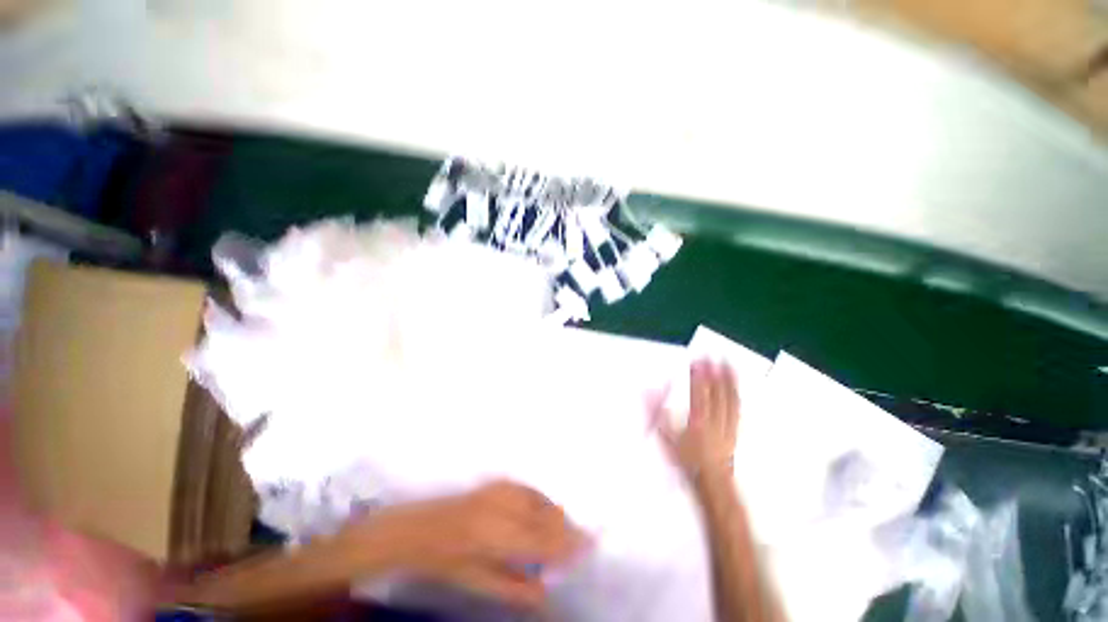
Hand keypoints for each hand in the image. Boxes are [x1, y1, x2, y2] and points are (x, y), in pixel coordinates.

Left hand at [352, 481, 586, 606]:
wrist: (423, 528)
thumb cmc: (448, 562)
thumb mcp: (479, 583)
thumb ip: (515, 588)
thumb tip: (546, 591)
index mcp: (499, 537)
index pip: (545, 540)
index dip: (569, 542)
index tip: (589, 544)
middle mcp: (504, 508)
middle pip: (547, 516)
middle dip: (566, 528)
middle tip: (579, 540)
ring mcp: (501, 490)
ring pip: (540, 500)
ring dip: (554, 514)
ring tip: (559, 530)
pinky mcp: (498, 482)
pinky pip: (529, 490)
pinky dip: (540, 502)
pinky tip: (540, 511)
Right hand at [655, 360, 739, 483]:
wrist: (710, 482)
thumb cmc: (687, 461)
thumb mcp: (666, 438)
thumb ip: (656, 414)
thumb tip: (648, 393)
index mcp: (698, 422)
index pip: (699, 393)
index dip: (698, 376)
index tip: (697, 361)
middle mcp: (715, 422)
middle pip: (717, 394)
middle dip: (715, 373)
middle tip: (714, 356)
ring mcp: (727, 426)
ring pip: (730, 399)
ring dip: (729, 381)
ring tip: (729, 364)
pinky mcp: (734, 431)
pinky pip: (737, 410)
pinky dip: (737, 395)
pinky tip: (736, 387)